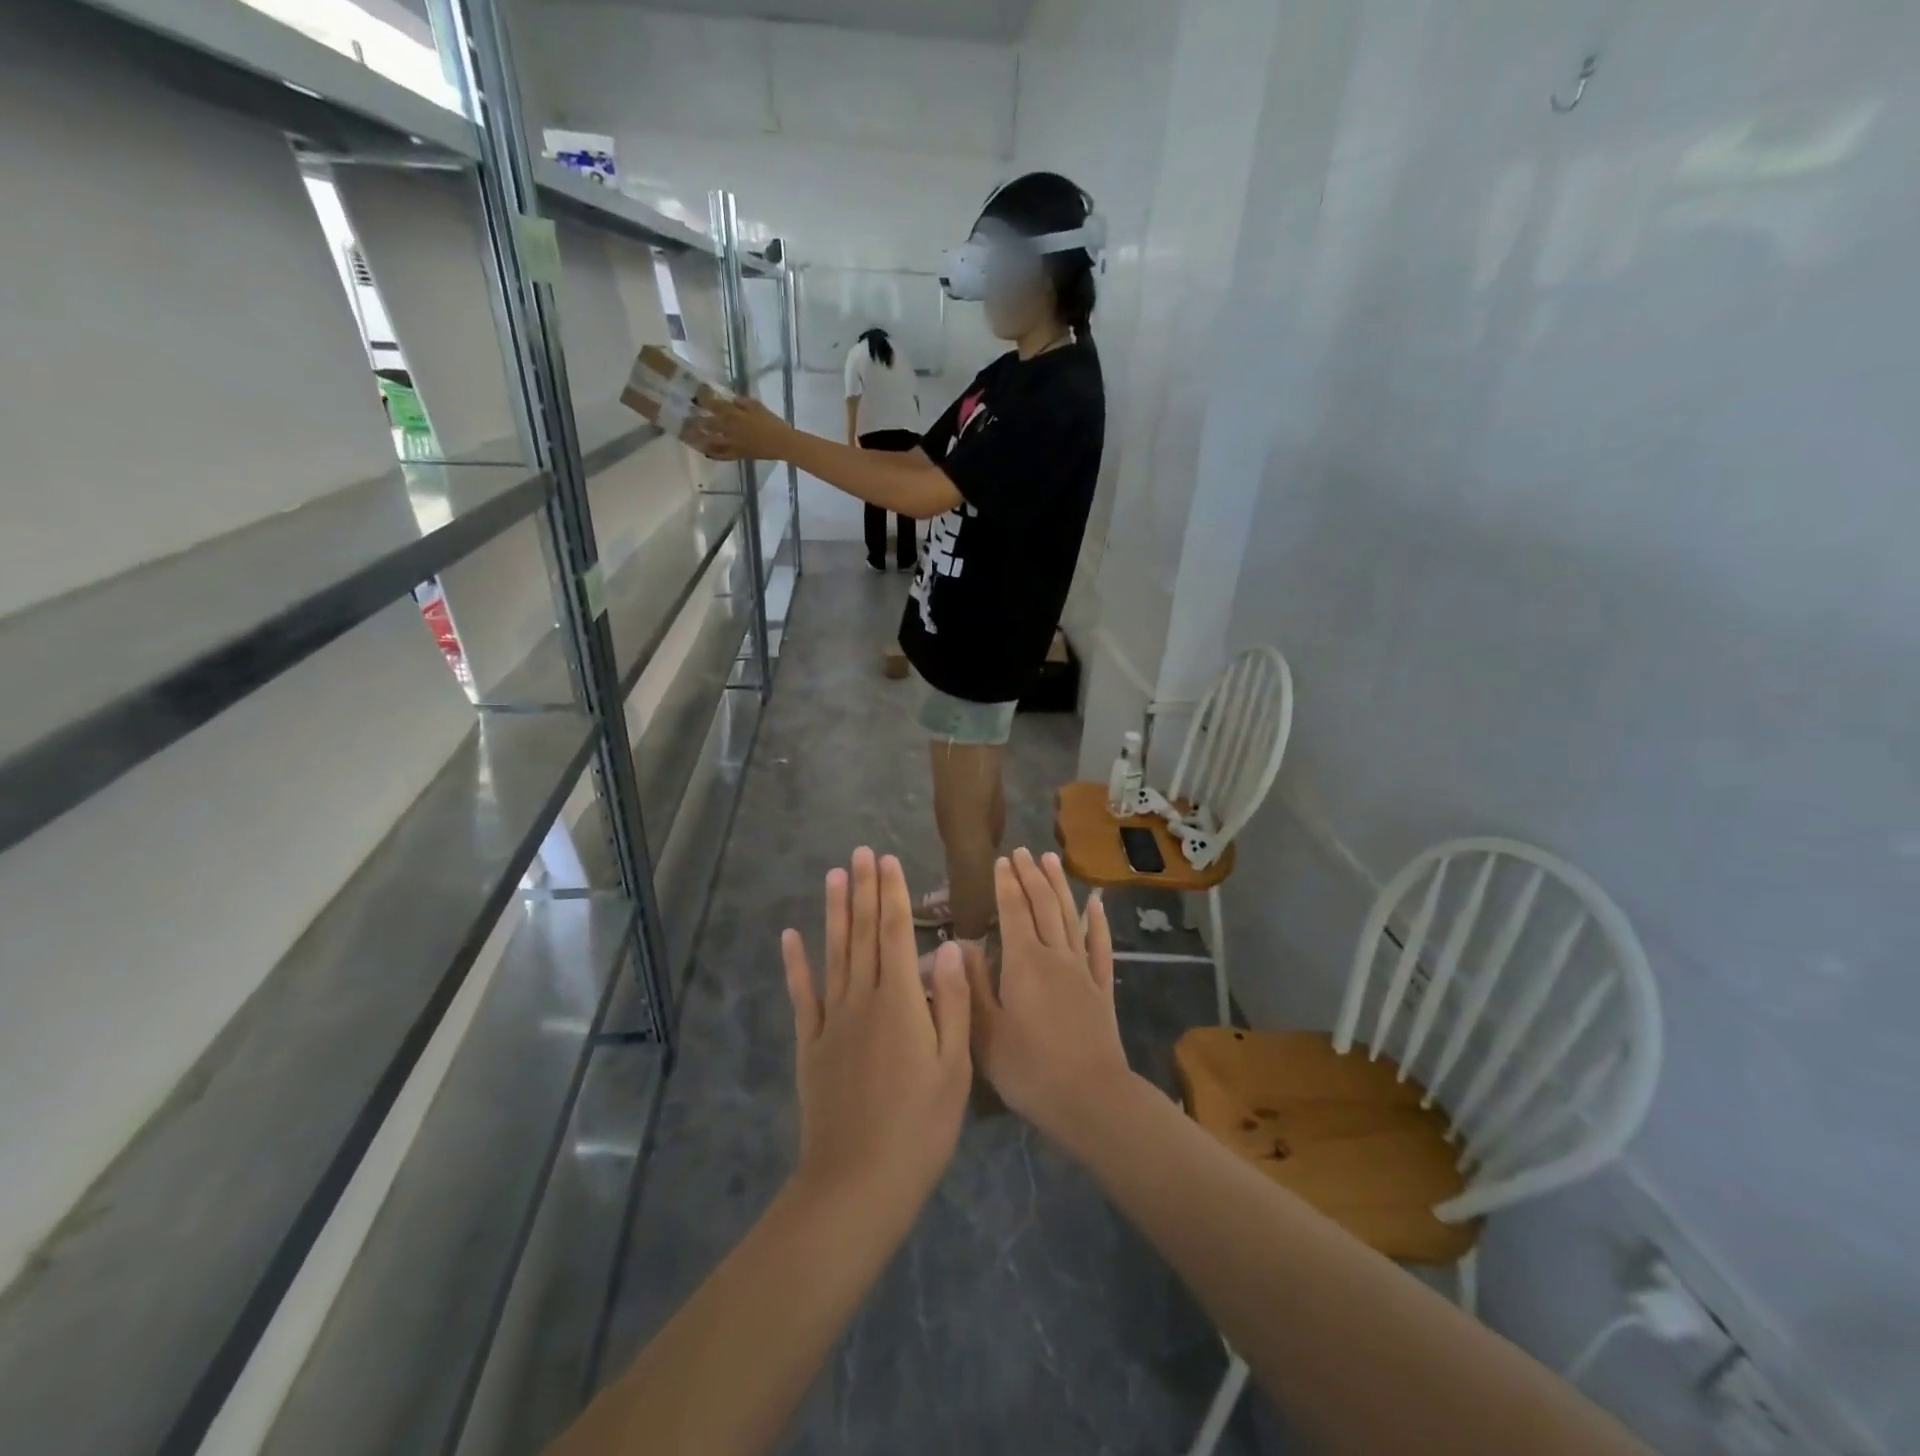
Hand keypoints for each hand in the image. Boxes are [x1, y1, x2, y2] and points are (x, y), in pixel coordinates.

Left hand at [691, 394, 790, 460]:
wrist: (783, 443)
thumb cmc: (772, 423)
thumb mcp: (757, 406)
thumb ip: (741, 401)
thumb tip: (728, 397)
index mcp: (735, 414)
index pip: (713, 404)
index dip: (702, 400)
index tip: (693, 396)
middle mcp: (730, 428)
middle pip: (708, 423)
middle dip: (695, 420)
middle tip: (684, 418)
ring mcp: (732, 443)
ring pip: (711, 441)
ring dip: (699, 438)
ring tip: (688, 436)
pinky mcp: (738, 454)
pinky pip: (722, 455)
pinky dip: (713, 454)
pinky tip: (705, 452)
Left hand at [782, 848, 972, 1215]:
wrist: (858, 1181)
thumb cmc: (920, 1125)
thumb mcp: (954, 1064)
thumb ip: (949, 999)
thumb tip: (948, 945)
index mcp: (900, 1000)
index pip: (894, 932)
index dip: (891, 894)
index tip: (888, 860)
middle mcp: (862, 998)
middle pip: (862, 933)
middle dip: (864, 889)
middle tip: (861, 852)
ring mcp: (832, 1019)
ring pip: (834, 953)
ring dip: (834, 912)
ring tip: (834, 876)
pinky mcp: (811, 1043)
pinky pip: (803, 994)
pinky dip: (796, 964)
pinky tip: (791, 937)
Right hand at [965, 849, 1130, 1139]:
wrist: (1090, 1099)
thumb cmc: (1028, 1069)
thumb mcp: (985, 1031)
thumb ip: (972, 983)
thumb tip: (963, 942)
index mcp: (1023, 962)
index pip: (1014, 911)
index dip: (1007, 884)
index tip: (1002, 860)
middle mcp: (1055, 956)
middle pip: (1043, 905)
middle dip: (1031, 876)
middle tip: (1023, 851)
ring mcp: (1082, 970)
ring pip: (1070, 917)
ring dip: (1060, 887)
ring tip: (1052, 861)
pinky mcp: (1102, 988)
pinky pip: (1100, 947)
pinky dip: (1098, 923)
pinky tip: (1097, 905)